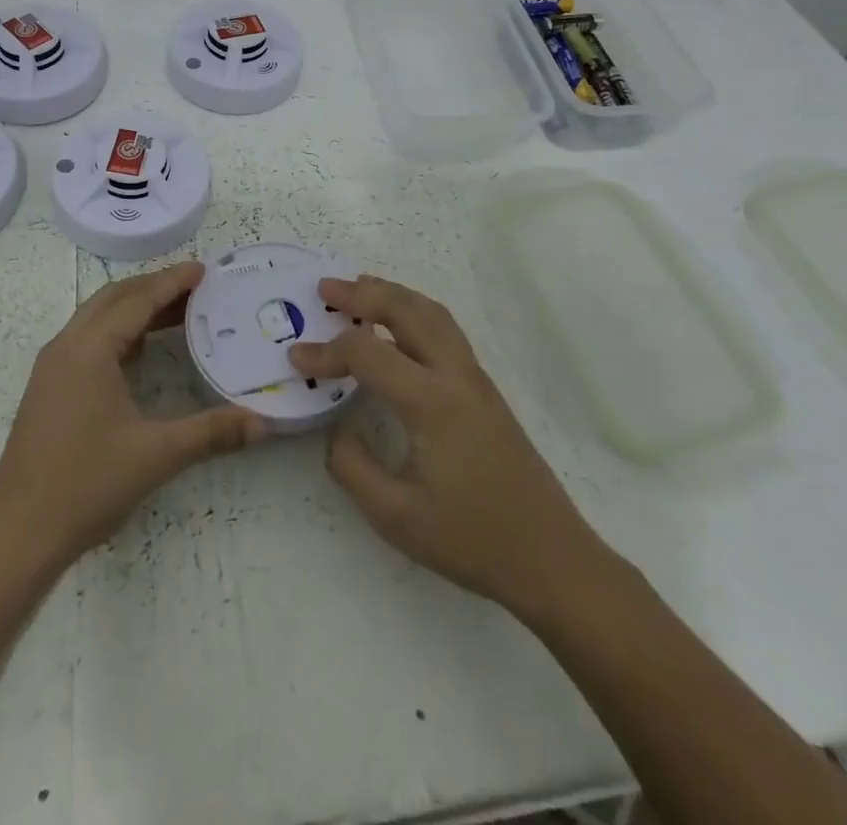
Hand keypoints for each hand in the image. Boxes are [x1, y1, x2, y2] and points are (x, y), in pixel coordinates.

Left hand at [0, 261, 262, 569]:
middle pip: (114, 298)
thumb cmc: (86, 484)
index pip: (137, 299)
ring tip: (177, 312)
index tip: (204, 269)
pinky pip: (87, 339)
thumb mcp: (156, 455)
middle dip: (154, 287)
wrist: (18, 532)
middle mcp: (67, 346)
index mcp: (90, 349)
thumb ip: (212, 433)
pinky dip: (118, 330)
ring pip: (97, 317)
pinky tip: (141, 350)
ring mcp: (52, 367)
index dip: (172, 281)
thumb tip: (263, 423)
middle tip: (196, 288)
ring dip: (135, 308)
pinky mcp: (48, 388)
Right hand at [289, 276, 601, 614]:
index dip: (326, 350)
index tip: (295, 358)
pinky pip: (445, 329)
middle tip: (325, 288)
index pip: (367, 354)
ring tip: (359, 290)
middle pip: (406, 309)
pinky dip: (413, 311)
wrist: (551, 558)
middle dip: (362, 293)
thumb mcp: (395, 516)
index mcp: (431, 402)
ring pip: (432, 312)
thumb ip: (351, 466)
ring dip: (392, 294)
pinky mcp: (485, 389)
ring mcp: (476, 378)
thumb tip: (337, 428)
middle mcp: (455, 375)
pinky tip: (397, 327)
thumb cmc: (471, 540)